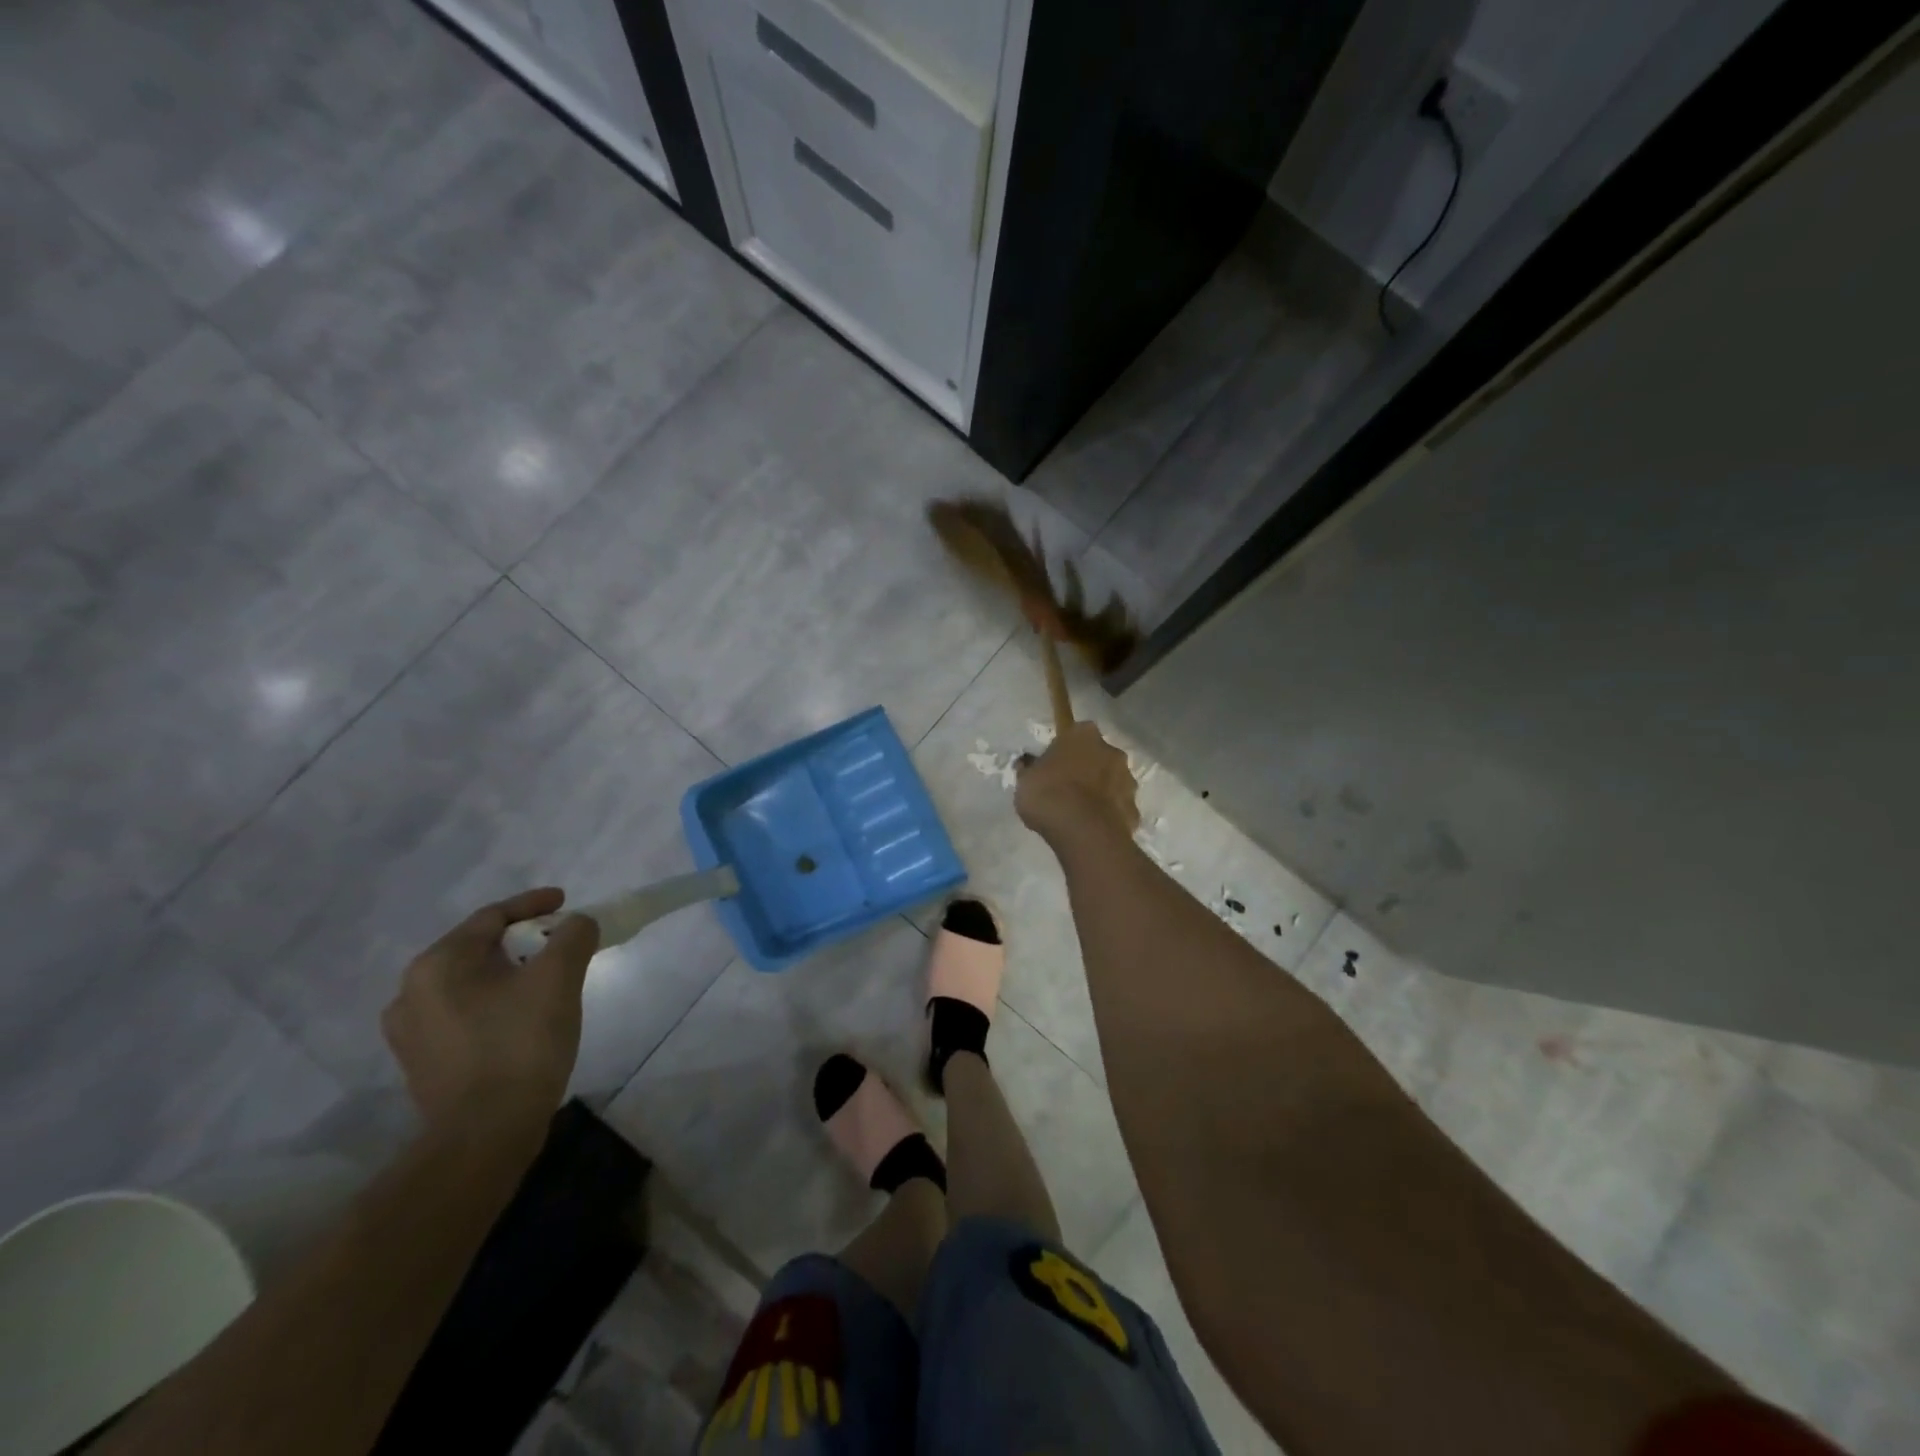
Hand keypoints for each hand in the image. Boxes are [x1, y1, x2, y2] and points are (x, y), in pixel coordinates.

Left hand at [383, 888, 600, 1144]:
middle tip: (560, 942)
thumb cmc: (520, 1044)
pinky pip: (462, 1013)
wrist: (484, 1134)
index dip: (533, 904)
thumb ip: (573, 936)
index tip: (566, 901)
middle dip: (522, 940)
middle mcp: (411, 991)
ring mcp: (410, 1031)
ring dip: (507, 973)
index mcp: (439, 963)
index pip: (491, 917)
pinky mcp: (420, 1062)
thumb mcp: (559, 978)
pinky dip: (493, 1002)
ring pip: (469, 982)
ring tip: (543, 979)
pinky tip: (519, 1016)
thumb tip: (577, 923)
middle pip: (477, 948)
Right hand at [1015, 721, 1139, 843]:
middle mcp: (1112, 751)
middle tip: (1067, 788)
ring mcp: (1128, 781)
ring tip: (1080, 812)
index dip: (1065, 749)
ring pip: (1112, 781)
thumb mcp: (1025, 780)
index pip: (1075, 733)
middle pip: (1098, 755)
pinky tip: (1093, 828)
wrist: (1084, 833)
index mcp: (1084, 735)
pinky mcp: (1134, 810)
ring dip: (1100, 791)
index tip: (1054, 764)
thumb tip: (1028, 764)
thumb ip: (1030, 769)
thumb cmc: (1049, 795)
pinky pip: (1118, 808)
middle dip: (1086, 768)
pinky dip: (1109, 815)